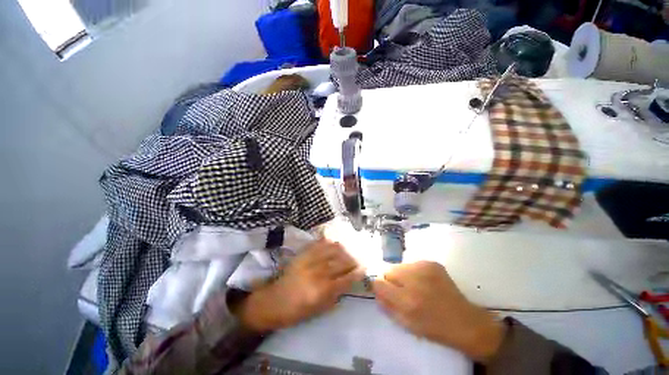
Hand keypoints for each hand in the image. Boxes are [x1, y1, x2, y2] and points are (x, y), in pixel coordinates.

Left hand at [236, 240, 363, 331]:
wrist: (273, 300)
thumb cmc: (296, 311)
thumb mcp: (318, 311)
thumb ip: (335, 296)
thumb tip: (348, 284)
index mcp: (322, 290)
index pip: (346, 278)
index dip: (357, 273)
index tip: (364, 269)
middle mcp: (318, 272)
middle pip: (342, 262)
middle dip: (353, 261)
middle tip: (358, 260)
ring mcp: (310, 260)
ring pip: (333, 250)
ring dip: (343, 250)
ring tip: (348, 252)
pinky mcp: (303, 253)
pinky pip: (319, 243)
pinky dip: (329, 242)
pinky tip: (334, 243)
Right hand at [372, 261, 505, 362]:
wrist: (464, 322)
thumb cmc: (434, 328)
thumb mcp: (406, 324)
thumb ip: (387, 305)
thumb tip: (375, 289)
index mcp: (407, 300)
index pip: (379, 283)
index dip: (380, 287)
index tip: (386, 292)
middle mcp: (414, 280)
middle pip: (389, 271)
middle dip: (392, 281)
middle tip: (403, 292)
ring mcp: (424, 268)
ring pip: (400, 266)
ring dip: (403, 276)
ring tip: (415, 287)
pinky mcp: (432, 263)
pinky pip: (412, 264)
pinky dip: (414, 272)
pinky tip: (425, 283)